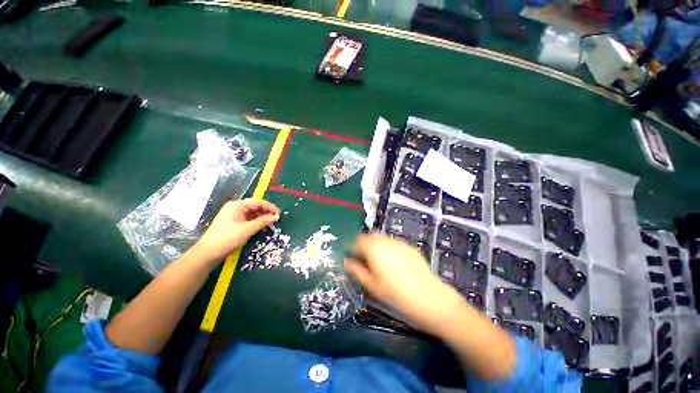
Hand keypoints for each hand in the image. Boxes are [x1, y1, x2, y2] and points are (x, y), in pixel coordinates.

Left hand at [190, 199, 279, 265]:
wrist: (207, 254)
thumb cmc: (227, 239)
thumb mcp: (247, 230)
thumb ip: (262, 222)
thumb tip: (276, 216)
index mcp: (237, 206)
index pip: (257, 202)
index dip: (269, 207)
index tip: (279, 213)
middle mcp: (235, 208)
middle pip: (255, 207)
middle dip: (266, 212)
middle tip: (276, 219)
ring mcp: (234, 216)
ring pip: (252, 213)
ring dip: (262, 217)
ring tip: (271, 223)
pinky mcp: (234, 223)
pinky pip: (248, 219)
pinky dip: (256, 222)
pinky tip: (262, 226)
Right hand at [344, 234, 463, 335]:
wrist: (428, 297)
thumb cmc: (395, 294)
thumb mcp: (371, 285)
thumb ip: (356, 270)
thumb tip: (347, 262)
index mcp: (373, 248)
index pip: (356, 241)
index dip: (351, 248)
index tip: (351, 257)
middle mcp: (385, 241)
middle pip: (369, 237)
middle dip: (364, 246)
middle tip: (364, 261)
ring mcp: (399, 243)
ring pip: (382, 239)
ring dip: (376, 246)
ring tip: (378, 263)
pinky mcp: (409, 247)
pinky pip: (393, 244)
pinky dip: (388, 249)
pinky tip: (393, 264)